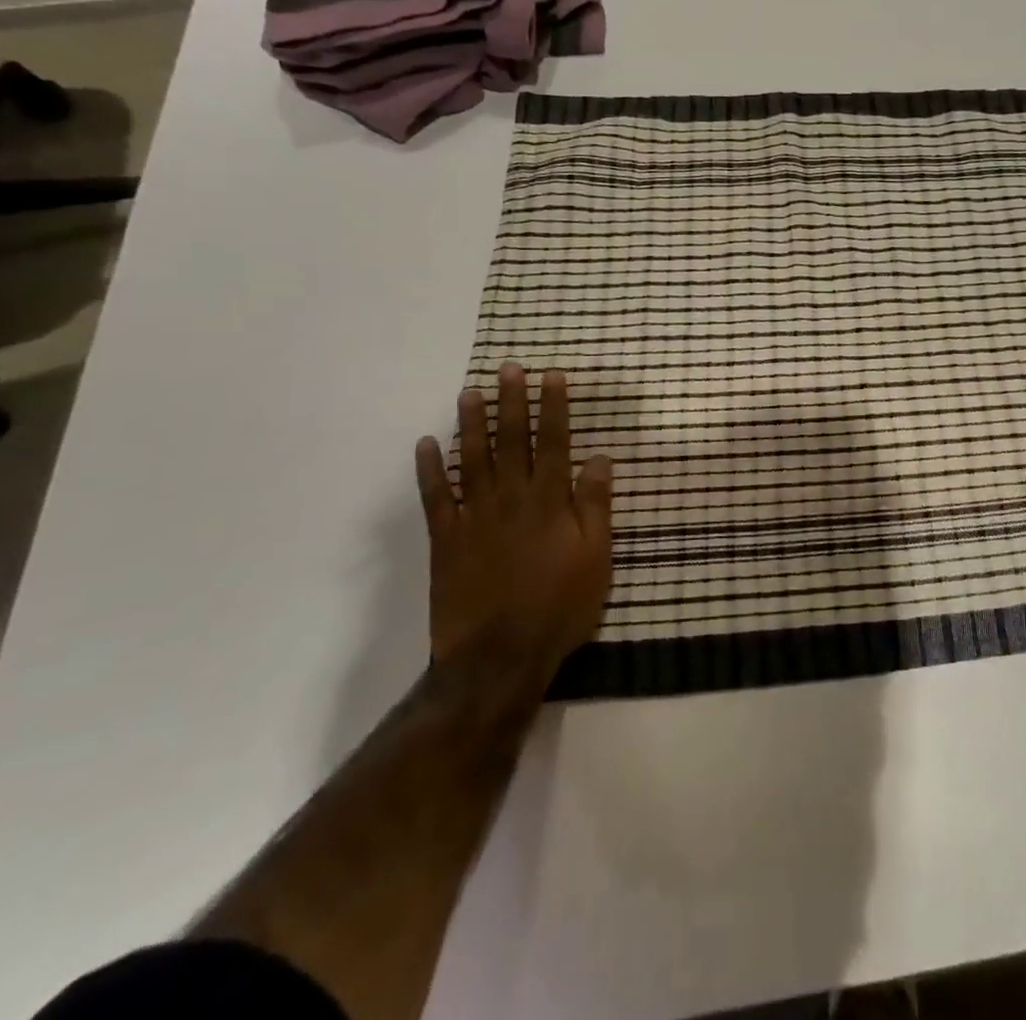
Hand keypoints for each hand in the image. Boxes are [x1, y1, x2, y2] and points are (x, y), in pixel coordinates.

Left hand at [414, 364, 613, 676]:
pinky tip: (426, 445)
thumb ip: (595, 506)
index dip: (553, 407)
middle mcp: (511, 498)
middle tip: (507, 368)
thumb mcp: (596, 558)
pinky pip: (435, 498)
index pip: (554, 442)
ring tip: (469, 392)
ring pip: (471, 459)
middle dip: (511, 402)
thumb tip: (600, 458)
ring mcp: (474, 517)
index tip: (550, 375)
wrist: (499, 657)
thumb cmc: (559, 606)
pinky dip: (429, 470)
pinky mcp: (446, 540)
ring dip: (470, 423)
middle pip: (511, 441)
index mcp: (550, 501)